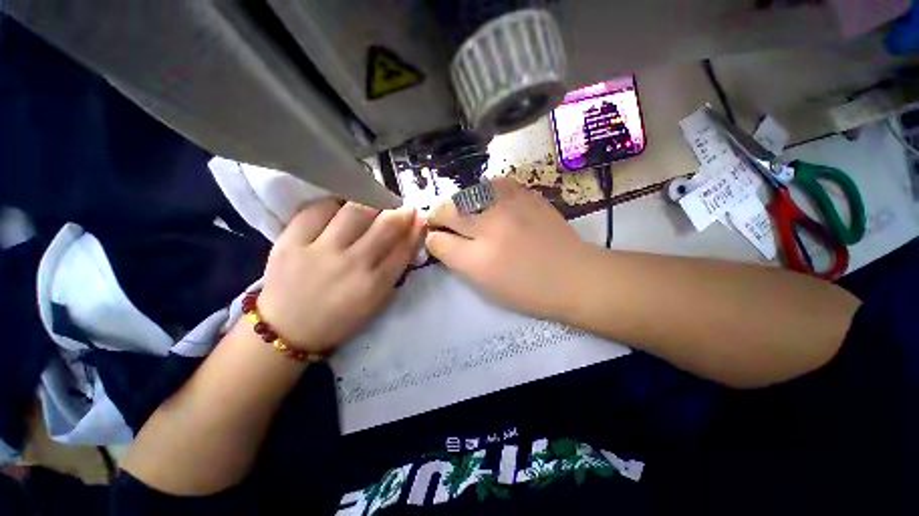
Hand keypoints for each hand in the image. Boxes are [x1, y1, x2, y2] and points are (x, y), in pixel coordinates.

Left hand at [258, 199, 424, 353]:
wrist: (287, 330)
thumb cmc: (339, 318)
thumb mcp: (375, 302)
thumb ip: (394, 271)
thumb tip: (408, 240)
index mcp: (374, 285)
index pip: (404, 248)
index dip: (416, 228)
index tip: (419, 217)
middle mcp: (352, 264)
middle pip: (385, 225)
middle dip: (399, 211)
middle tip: (400, 207)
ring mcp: (320, 251)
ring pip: (355, 210)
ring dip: (372, 201)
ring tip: (373, 202)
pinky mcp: (291, 241)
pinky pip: (318, 208)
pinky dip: (335, 202)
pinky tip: (340, 205)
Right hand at [425, 178, 591, 318]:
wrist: (574, 276)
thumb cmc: (528, 290)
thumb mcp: (485, 286)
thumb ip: (457, 261)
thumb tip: (440, 241)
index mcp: (477, 260)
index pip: (437, 240)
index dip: (433, 239)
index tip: (437, 239)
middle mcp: (489, 227)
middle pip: (447, 210)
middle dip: (438, 216)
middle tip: (443, 222)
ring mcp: (509, 206)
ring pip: (466, 193)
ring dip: (459, 203)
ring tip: (465, 212)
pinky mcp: (526, 195)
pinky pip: (493, 183)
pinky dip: (484, 192)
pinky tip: (488, 201)